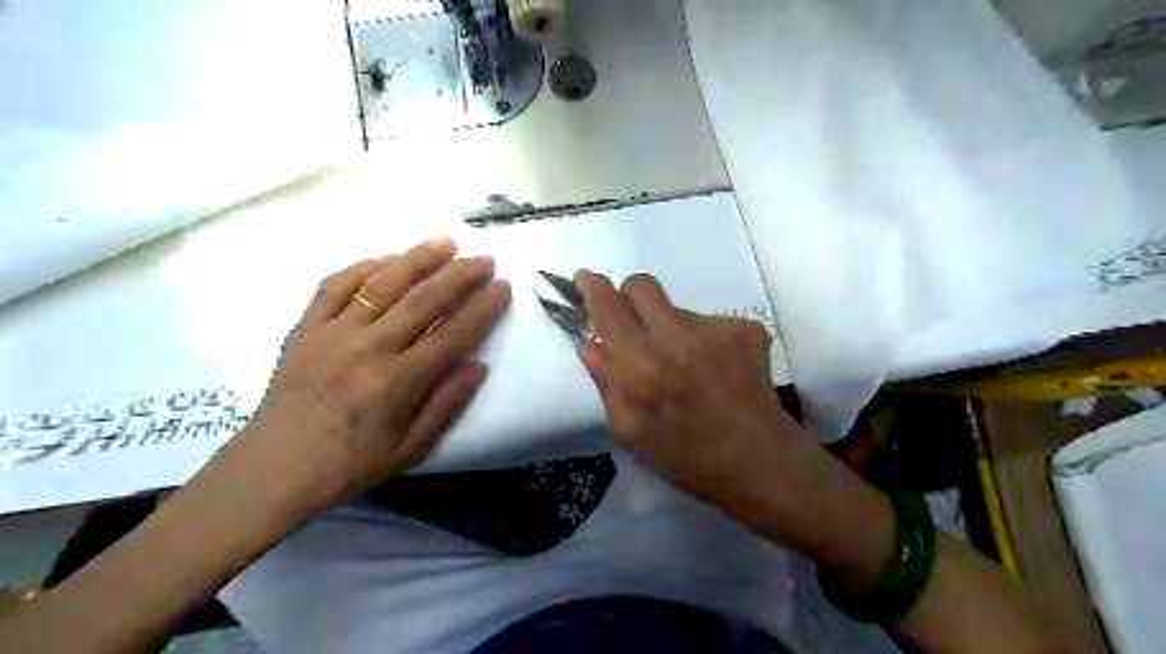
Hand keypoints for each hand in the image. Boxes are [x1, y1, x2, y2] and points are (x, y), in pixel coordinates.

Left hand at [227, 238, 510, 512]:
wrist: (274, 469)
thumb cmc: (350, 464)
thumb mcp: (410, 449)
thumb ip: (446, 405)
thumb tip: (478, 365)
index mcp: (396, 383)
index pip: (451, 335)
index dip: (481, 309)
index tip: (503, 288)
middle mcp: (367, 350)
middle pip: (421, 301)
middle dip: (458, 276)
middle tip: (484, 259)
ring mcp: (332, 334)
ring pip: (381, 285)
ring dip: (417, 260)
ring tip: (446, 242)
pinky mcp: (305, 328)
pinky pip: (333, 287)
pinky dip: (362, 267)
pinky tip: (387, 258)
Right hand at [573, 271, 894, 582]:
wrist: (757, 460)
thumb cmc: (685, 455)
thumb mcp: (629, 430)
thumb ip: (606, 381)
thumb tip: (589, 342)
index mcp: (641, 368)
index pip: (608, 308)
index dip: (592, 287)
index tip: (585, 279)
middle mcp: (677, 339)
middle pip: (642, 285)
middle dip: (631, 298)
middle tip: (636, 323)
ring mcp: (716, 330)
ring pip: (677, 308)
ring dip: (671, 328)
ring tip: (688, 365)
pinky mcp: (747, 329)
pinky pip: (710, 321)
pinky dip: (706, 340)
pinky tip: (716, 369)